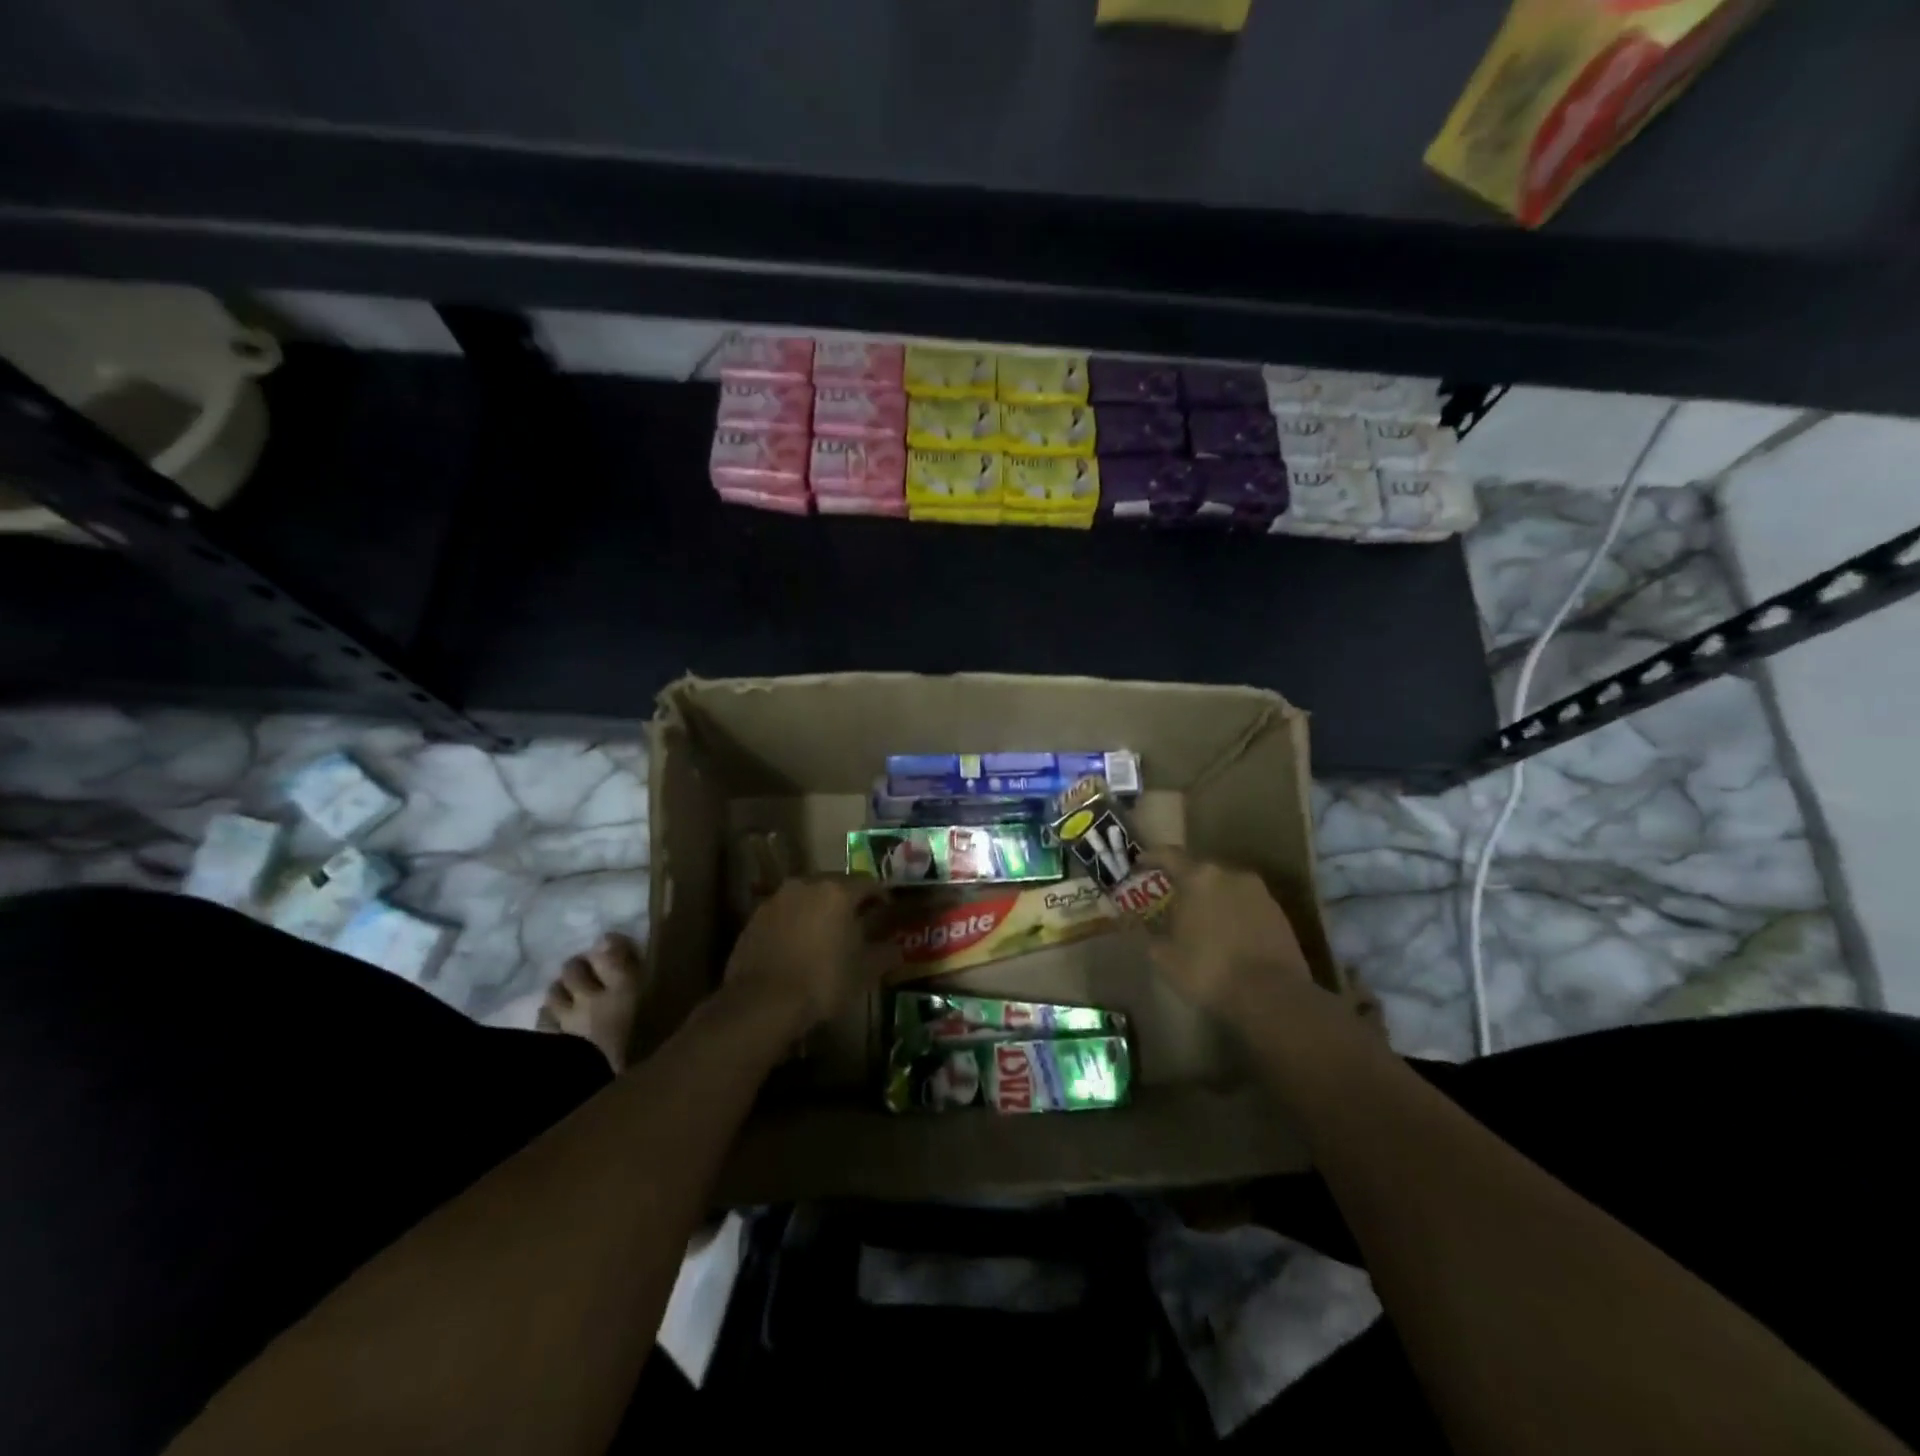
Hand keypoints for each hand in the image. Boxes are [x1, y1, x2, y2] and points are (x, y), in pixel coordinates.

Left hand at [724, 875, 887, 1031]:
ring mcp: (777, 899)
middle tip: (857, 921)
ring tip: (826, 933)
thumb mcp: (864, 972)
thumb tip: (897, 948)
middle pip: (835, 884)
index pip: (868, 883)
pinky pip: (785, 912)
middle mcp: (807, 884)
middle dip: (848, 900)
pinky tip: (798, 945)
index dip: (880, 896)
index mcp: (838, 891)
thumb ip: (885, 954)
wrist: (761, 1002)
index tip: (886, 910)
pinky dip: (795, 921)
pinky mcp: (755, 917)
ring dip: (819, 909)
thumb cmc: (822, 981)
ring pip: (807, 896)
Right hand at [1140, 850, 1316, 1014]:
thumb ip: (1147, 932)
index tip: (1139, 864)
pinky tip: (1227, 935)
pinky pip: (1246, 903)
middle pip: (1200, 870)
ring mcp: (1259, 892)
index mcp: (1198, 877)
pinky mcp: (1279, 912)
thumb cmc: (1208, 970)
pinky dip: (1233, 912)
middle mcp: (1230, 874)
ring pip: (1225, 887)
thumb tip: (1134, 921)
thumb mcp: (1164, 956)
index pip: (1169, 855)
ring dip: (1211, 898)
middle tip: (1170, 900)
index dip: (1151, 857)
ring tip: (1200, 920)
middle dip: (1184, 883)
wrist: (1272, 996)